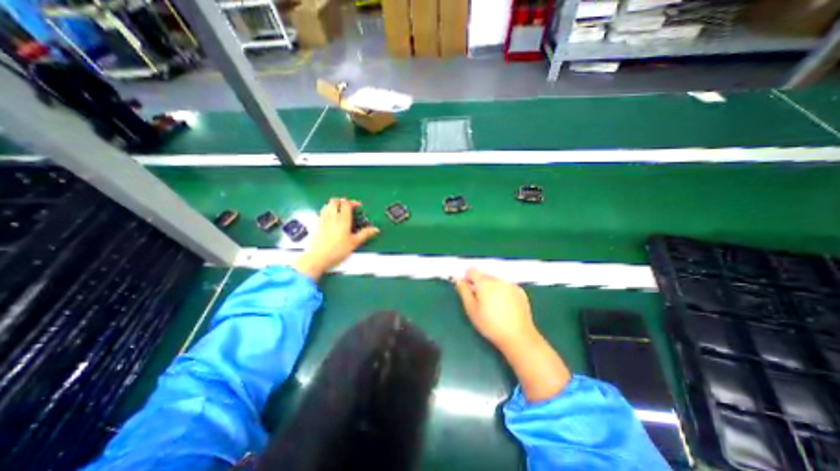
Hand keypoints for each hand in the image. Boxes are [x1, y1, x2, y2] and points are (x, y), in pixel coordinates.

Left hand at [293, 197, 377, 280]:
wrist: (317, 257)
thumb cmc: (337, 250)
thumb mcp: (354, 243)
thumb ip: (365, 234)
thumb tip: (376, 229)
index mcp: (342, 218)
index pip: (346, 203)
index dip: (353, 203)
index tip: (358, 206)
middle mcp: (331, 216)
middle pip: (335, 201)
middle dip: (342, 201)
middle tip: (349, 207)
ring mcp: (322, 219)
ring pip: (327, 205)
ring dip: (334, 205)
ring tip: (340, 211)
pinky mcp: (316, 224)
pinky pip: (322, 212)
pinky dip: (327, 211)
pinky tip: (331, 219)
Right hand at [453, 269, 537, 348]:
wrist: (518, 337)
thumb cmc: (490, 325)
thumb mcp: (471, 310)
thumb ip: (463, 292)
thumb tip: (458, 280)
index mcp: (484, 283)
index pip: (472, 271)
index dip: (467, 277)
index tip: (467, 289)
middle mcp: (498, 279)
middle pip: (484, 275)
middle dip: (479, 284)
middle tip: (479, 300)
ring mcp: (511, 284)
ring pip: (495, 280)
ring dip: (491, 287)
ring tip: (492, 305)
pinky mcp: (520, 291)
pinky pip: (506, 286)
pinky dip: (502, 291)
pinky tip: (504, 306)